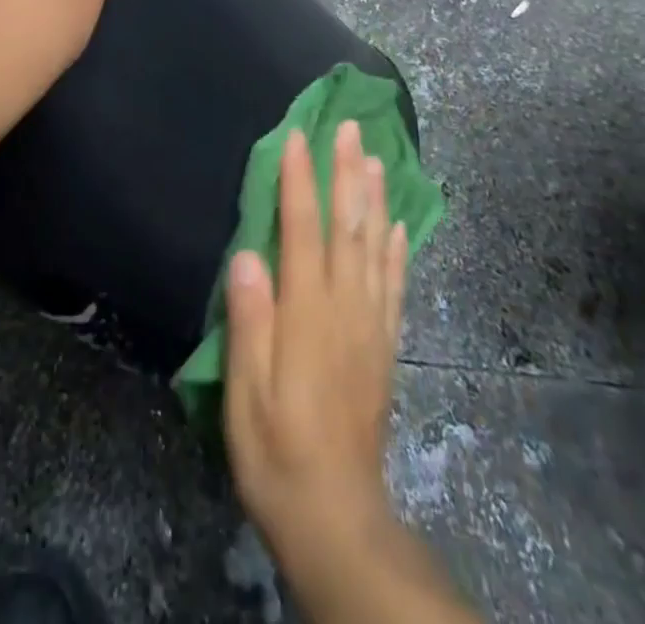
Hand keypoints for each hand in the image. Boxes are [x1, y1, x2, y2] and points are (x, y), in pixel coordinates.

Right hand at [224, 122, 407, 584]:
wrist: (338, 517)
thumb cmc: (278, 452)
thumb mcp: (246, 396)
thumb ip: (250, 323)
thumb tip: (247, 256)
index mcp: (307, 313)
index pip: (303, 231)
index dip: (300, 181)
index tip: (298, 136)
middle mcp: (345, 307)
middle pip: (348, 226)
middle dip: (347, 172)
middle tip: (350, 127)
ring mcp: (371, 325)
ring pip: (376, 246)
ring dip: (375, 198)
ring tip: (376, 157)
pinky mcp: (385, 346)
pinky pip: (395, 285)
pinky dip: (398, 249)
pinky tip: (398, 224)